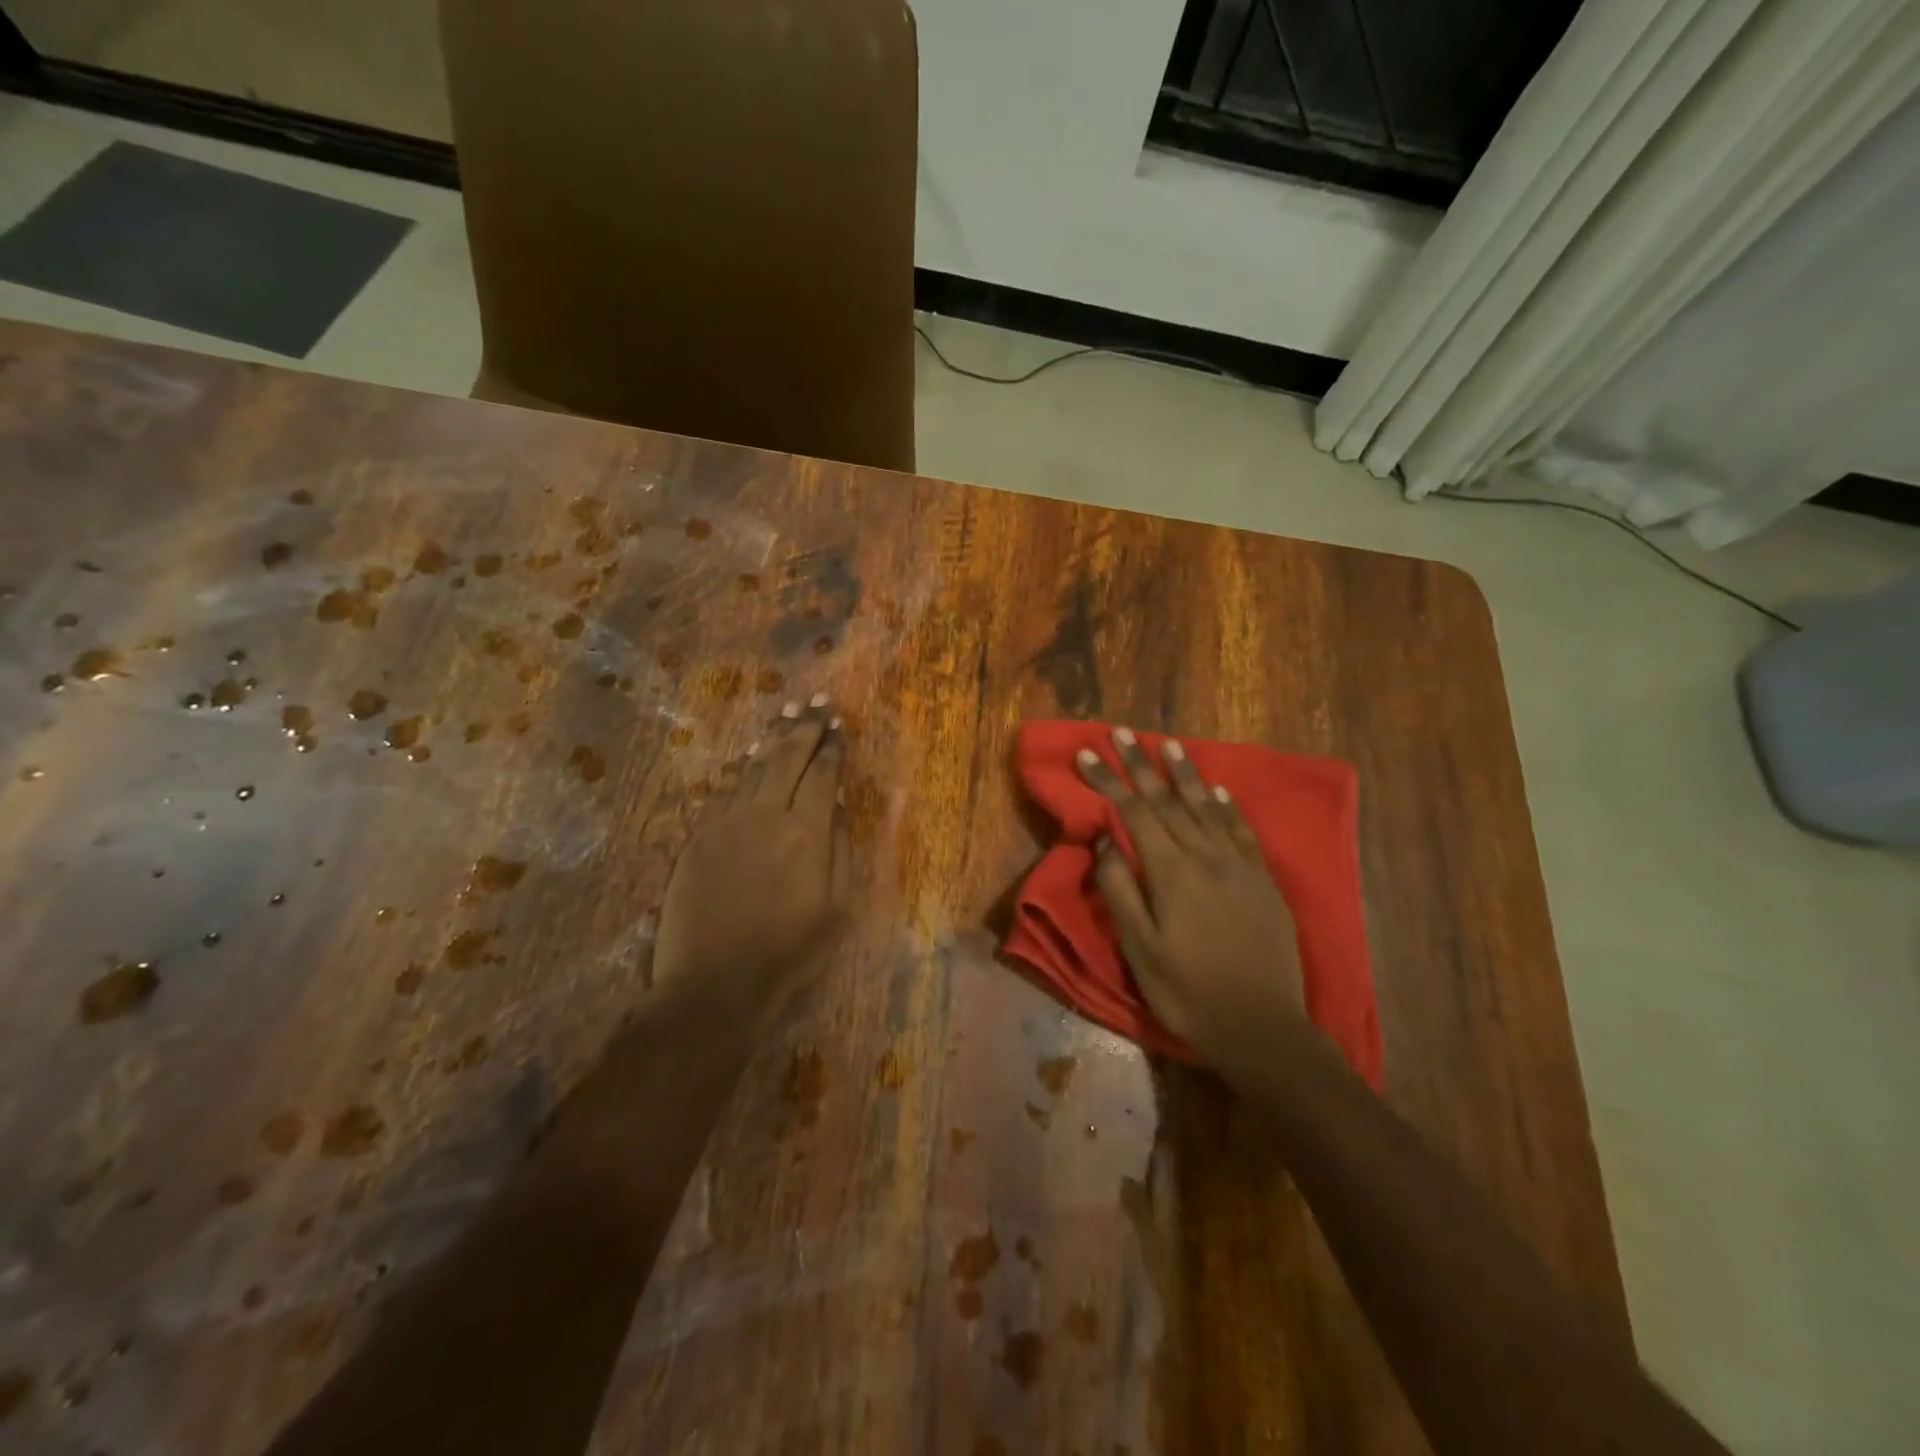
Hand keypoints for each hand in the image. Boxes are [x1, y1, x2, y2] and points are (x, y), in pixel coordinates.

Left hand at [655, 696, 851, 1017]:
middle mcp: (766, 815)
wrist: (715, 983)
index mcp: (806, 833)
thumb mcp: (837, 907)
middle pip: (787, 758)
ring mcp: (727, 823)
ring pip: (754, 767)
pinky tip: (750, 755)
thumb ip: (839, 848)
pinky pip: (725, 789)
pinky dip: (743, 767)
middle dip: (805, 727)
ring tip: (787, 713)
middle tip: (817, 704)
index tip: (839, 725)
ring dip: (773, 738)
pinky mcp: (699, 836)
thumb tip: (835, 802)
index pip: (822, 774)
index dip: (832, 746)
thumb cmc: (789, 952)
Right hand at [1077, 727, 1313, 1075]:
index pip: (1133, 812)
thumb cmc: (1187, 991)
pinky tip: (1218, 790)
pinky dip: (1227, 806)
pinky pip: (1242, 831)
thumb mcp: (1140, 948)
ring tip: (1168, 744)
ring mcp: (1239, 866)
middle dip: (1140, 764)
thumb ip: (1121, 890)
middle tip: (1121, 732)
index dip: (1108, 780)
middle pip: (1167, 800)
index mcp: (1171, 872)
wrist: (1261, 1026)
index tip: (1087, 752)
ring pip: (1206, 807)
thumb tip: (1105, 842)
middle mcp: (1205, 856)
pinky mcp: (1263, 881)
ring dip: (1184, 773)